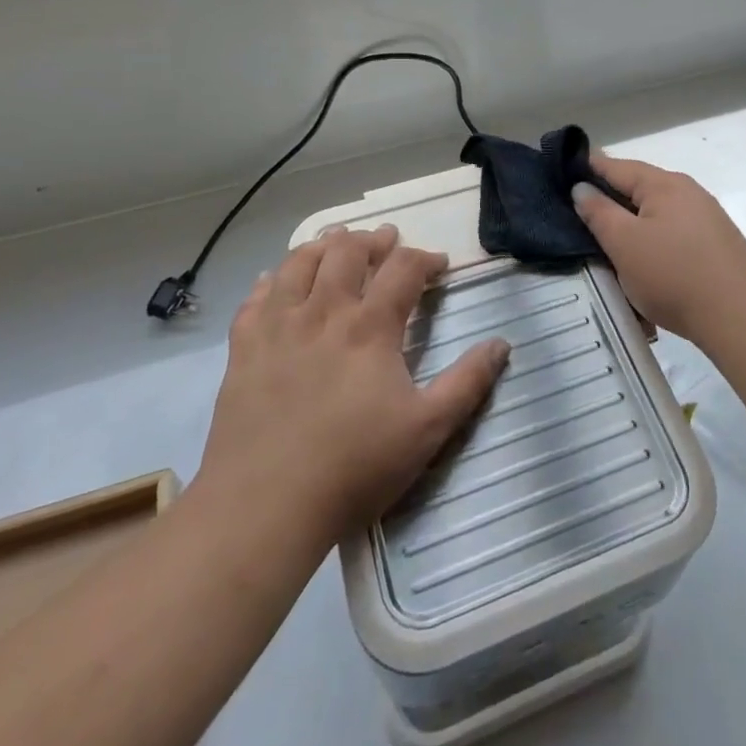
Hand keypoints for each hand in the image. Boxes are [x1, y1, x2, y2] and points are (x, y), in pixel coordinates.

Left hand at [199, 226, 510, 542]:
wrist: (263, 507)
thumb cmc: (353, 468)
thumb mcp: (427, 430)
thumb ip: (467, 383)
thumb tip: (501, 343)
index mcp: (370, 327)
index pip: (403, 269)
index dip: (425, 258)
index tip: (439, 264)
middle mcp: (324, 312)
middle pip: (347, 251)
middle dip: (372, 239)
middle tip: (386, 240)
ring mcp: (278, 327)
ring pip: (299, 263)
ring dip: (323, 245)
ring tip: (336, 241)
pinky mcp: (243, 348)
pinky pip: (256, 298)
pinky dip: (271, 280)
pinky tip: (276, 281)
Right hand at [572, 154, 745, 345]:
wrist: (740, 319)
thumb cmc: (674, 276)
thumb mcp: (624, 244)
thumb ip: (599, 213)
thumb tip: (582, 187)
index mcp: (664, 184)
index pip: (616, 166)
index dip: (587, 167)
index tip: (561, 171)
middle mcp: (688, 192)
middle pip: (638, 187)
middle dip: (609, 197)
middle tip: (577, 210)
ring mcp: (706, 218)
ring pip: (656, 212)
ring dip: (631, 222)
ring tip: (607, 237)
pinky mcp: (716, 245)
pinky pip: (673, 233)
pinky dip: (652, 239)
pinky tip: (644, 258)